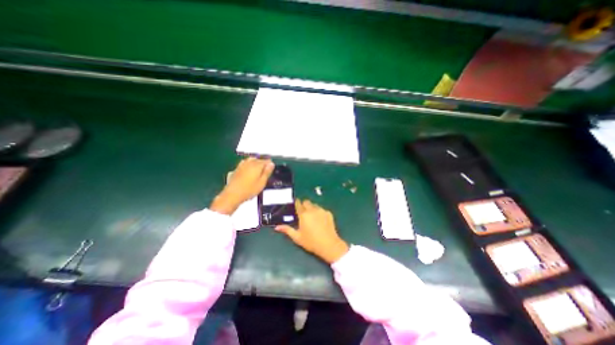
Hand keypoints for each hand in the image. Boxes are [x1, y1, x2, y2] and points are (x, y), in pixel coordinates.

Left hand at [213, 156, 275, 215]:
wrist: (232, 195)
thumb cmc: (249, 190)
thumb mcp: (262, 182)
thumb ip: (267, 172)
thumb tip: (271, 164)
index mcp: (257, 165)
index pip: (266, 161)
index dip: (270, 164)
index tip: (272, 168)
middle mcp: (249, 163)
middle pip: (258, 159)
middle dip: (262, 163)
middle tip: (266, 170)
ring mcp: (241, 165)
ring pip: (250, 160)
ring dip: (255, 163)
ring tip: (258, 169)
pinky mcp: (236, 169)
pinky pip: (244, 164)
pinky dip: (248, 165)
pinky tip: (248, 171)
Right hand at [275, 199, 347, 263]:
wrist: (329, 245)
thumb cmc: (311, 242)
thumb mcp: (297, 237)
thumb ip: (287, 230)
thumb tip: (277, 227)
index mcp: (303, 215)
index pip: (299, 204)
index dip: (296, 203)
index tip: (295, 204)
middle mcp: (312, 210)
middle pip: (307, 202)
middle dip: (304, 205)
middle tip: (303, 213)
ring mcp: (321, 210)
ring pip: (314, 205)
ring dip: (312, 208)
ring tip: (312, 217)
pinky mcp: (329, 213)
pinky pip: (322, 209)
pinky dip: (319, 212)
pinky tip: (320, 220)